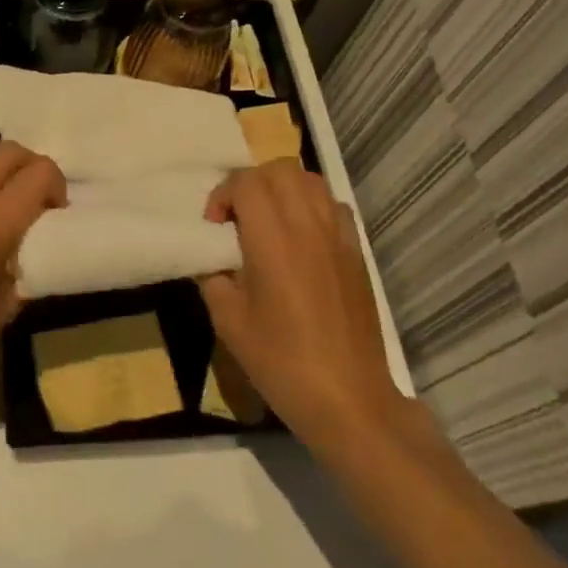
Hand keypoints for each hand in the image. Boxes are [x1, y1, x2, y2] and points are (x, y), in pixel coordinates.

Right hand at [200, 160, 402, 448]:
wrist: (347, 397)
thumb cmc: (280, 361)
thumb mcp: (228, 321)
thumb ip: (213, 276)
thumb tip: (212, 256)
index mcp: (273, 241)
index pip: (247, 183)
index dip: (222, 195)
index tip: (213, 227)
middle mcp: (308, 226)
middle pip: (279, 170)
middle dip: (251, 183)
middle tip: (237, 217)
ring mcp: (338, 236)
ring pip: (310, 180)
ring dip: (282, 188)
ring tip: (268, 220)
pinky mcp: (356, 251)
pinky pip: (333, 205)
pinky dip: (312, 205)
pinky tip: (301, 236)